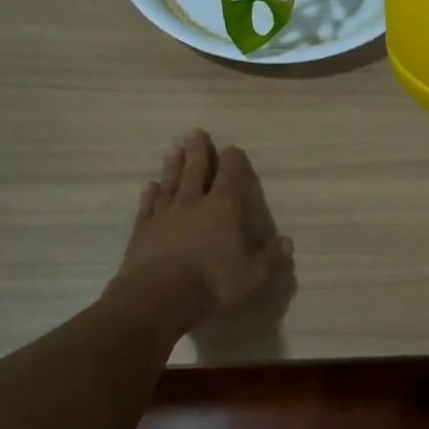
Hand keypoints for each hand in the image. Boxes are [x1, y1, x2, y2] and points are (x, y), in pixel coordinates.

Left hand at [116, 129, 291, 314]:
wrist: (158, 296)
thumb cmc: (212, 282)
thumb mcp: (253, 276)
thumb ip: (271, 258)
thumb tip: (287, 242)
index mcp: (223, 208)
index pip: (230, 176)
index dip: (233, 160)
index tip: (232, 148)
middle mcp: (193, 203)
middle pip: (195, 170)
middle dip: (198, 151)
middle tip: (195, 132)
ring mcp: (164, 215)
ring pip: (170, 182)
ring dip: (173, 165)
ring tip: (174, 150)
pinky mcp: (142, 231)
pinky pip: (147, 206)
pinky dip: (149, 195)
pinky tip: (150, 187)